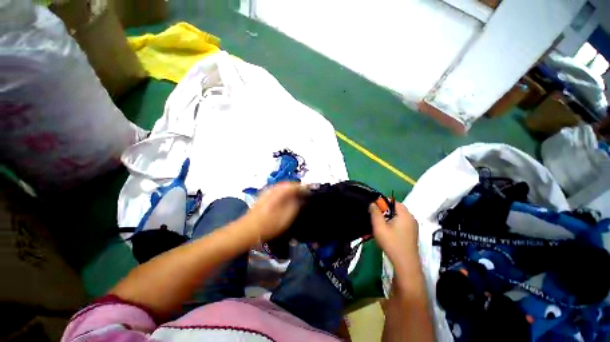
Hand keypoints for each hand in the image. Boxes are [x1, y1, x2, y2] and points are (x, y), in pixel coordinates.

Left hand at [245, 182, 308, 240]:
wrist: (248, 229)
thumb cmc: (269, 224)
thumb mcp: (286, 216)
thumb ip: (296, 205)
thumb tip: (301, 199)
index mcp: (279, 192)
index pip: (295, 185)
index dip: (304, 188)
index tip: (310, 192)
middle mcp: (273, 188)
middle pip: (288, 185)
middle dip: (297, 188)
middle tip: (304, 194)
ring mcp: (267, 192)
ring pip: (282, 188)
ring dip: (290, 191)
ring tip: (297, 197)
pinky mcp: (264, 196)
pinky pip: (277, 191)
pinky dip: (284, 194)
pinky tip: (286, 200)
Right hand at [370, 202, 418, 266]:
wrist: (405, 264)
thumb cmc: (392, 243)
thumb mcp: (379, 226)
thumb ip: (375, 213)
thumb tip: (373, 203)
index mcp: (405, 214)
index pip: (392, 200)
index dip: (382, 202)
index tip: (373, 209)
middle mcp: (411, 217)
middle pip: (395, 208)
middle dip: (384, 211)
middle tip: (375, 218)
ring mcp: (413, 226)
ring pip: (397, 216)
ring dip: (387, 217)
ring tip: (379, 225)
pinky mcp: (412, 233)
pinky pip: (401, 222)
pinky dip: (392, 223)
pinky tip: (386, 231)